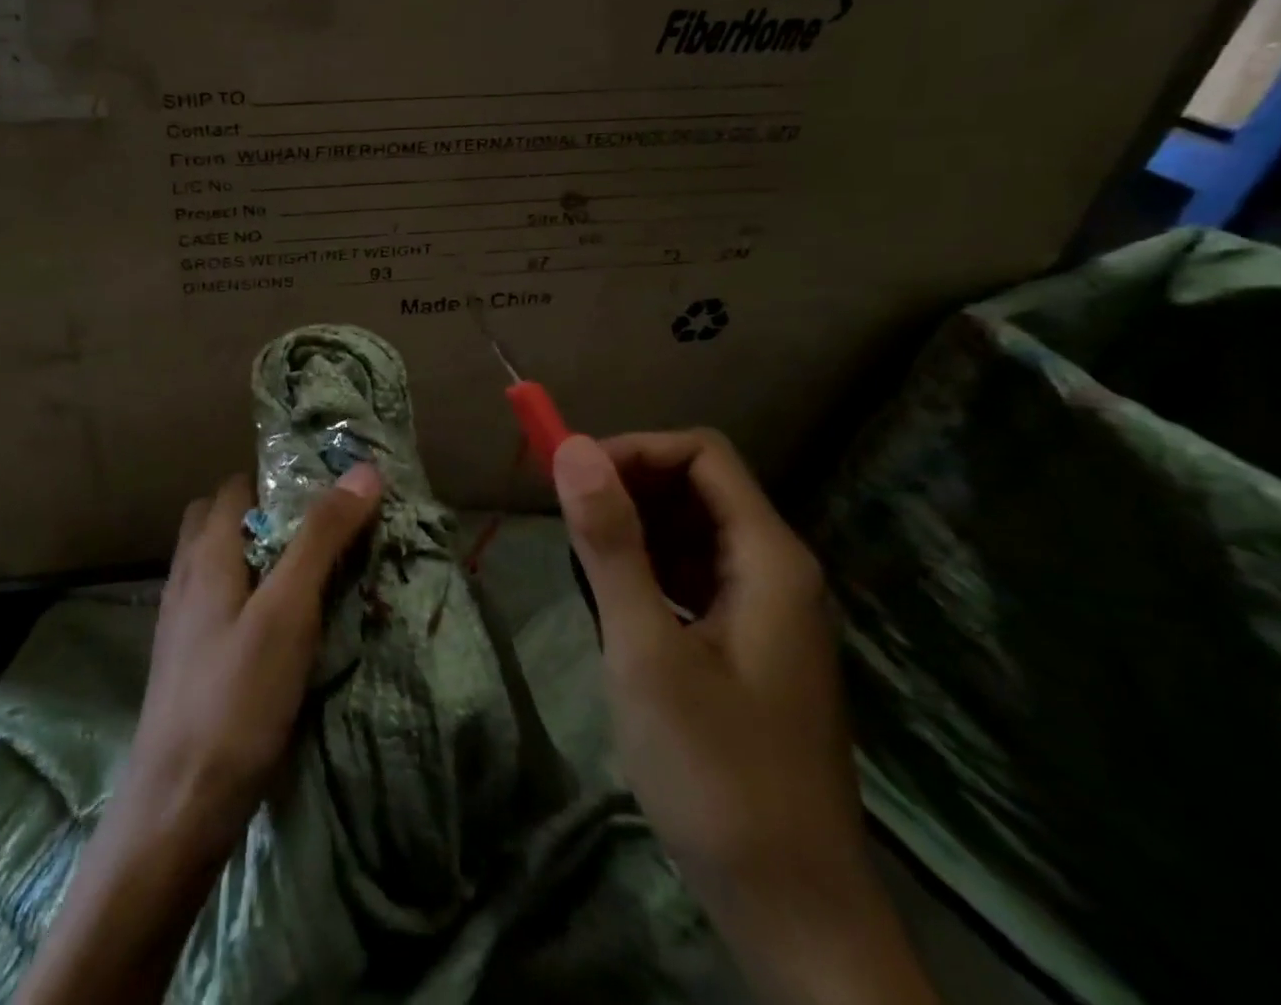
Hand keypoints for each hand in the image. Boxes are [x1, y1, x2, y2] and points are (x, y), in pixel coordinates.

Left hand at [17, 465, 382, 1004]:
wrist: (177, 807)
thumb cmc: (236, 699)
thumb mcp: (288, 611)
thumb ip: (321, 538)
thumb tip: (362, 470)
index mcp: (206, 555)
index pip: (235, 488)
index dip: (277, 481)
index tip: (327, 492)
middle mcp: (186, 578)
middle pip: (218, 522)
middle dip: (264, 517)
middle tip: (318, 536)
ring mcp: (181, 623)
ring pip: (217, 565)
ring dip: (257, 558)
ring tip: (308, 579)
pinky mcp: (187, 662)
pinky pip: (218, 605)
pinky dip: (247, 598)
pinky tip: (279, 631)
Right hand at [555, 430, 936, 1004]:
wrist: (792, 911)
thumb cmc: (716, 773)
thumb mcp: (646, 650)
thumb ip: (611, 544)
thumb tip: (574, 447)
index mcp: (767, 559)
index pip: (701, 454)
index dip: (634, 450)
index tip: (572, 479)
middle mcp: (775, 570)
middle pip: (697, 487)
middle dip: (627, 488)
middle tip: (567, 524)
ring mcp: (765, 610)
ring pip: (691, 532)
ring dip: (633, 530)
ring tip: (582, 565)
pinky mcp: (749, 645)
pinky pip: (693, 576)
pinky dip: (648, 570)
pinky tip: (615, 607)